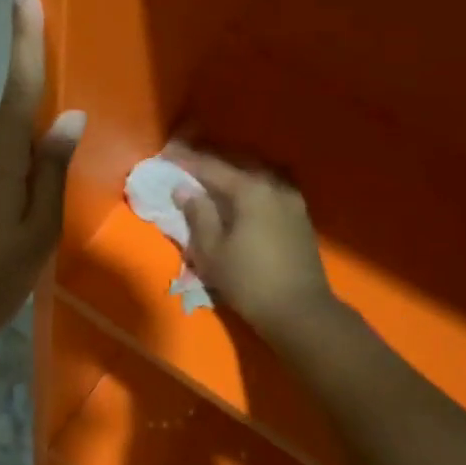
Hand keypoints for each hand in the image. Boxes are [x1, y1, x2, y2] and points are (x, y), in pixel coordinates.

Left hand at [0, 0, 85, 350]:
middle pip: (12, 117)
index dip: (23, 36)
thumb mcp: (39, 230)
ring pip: (1, 146)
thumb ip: (52, 170)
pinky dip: (9, 174)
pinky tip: (18, 214)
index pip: (17, 85)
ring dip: (25, 157)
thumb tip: (68, 117)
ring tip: (42, 207)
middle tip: (62, 160)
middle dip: (39, 120)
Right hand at [166, 148, 338, 344]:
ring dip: (233, 169)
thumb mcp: (212, 251)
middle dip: (210, 159)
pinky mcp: (299, 215)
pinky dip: (250, 183)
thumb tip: (184, 190)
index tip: (166, 153)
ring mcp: (292, 199)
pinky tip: (240, 192)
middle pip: (238, 162)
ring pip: (257, 172)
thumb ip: (198, 215)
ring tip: (212, 173)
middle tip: (186, 159)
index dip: (187, 160)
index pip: (212, 167)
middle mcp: (274, 185)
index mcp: (250, 190)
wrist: (299, 311)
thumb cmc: (248, 281)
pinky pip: (269, 186)